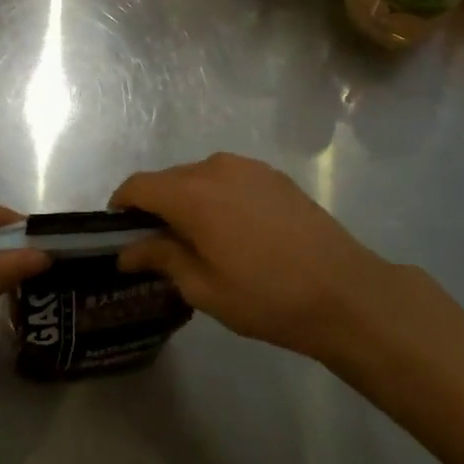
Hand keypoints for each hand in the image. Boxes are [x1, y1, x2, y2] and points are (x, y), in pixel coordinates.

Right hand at [112, 153, 393, 361]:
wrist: (344, 291)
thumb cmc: (266, 296)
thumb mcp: (204, 287)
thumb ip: (161, 259)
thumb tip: (128, 250)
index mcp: (191, 193)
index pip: (138, 186)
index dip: (121, 206)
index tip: (120, 233)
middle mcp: (215, 168)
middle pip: (168, 179)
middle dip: (156, 207)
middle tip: (159, 247)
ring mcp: (248, 167)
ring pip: (200, 177)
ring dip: (189, 201)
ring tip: (201, 240)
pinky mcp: (273, 175)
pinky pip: (230, 178)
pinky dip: (218, 197)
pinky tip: (236, 231)